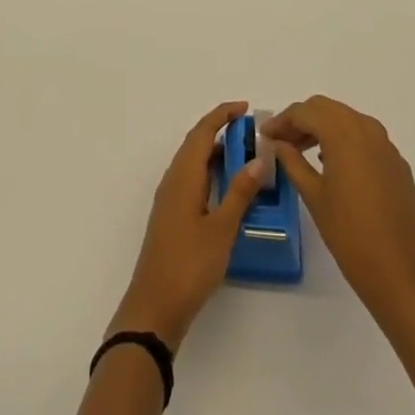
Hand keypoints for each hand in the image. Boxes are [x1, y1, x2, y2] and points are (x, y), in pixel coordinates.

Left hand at [108, 101, 268, 352]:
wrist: (155, 306)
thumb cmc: (190, 264)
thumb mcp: (222, 228)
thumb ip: (240, 192)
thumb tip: (259, 158)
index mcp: (183, 176)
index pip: (202, 132)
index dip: (222, 115)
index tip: (245, 108)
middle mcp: (173, 180)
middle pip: (195, 143)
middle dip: (220, 130)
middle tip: (250, 131)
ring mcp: (170, 198)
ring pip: (193, 162)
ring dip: (215, 152)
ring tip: (245, 155)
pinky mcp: (171, 215)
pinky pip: (191, 179)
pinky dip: (209, 172)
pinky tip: (227, 187)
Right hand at [264, 95, 414, 323]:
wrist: (403, 275)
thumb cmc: (350, 235)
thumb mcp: (314, 196)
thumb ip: (292, 162)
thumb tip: (277, 143)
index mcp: (343, 134)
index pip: (304, 112)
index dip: (281, 121)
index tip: (264, 136)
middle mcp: (367, 130)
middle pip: (326, 108)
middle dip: (301, 119)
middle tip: (281, 141)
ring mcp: (386, 146)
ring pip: (347, 118)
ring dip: (323, 126)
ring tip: (302, 151)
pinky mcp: (397, 164)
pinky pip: (365, 137)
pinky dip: (344, 139)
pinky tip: (332, 164)